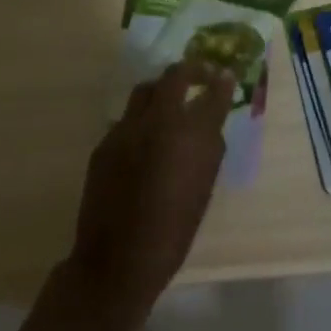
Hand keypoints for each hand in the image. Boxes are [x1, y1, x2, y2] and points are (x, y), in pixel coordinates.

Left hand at [65, 60, 234, 330]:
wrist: (116, 261)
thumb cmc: (172, 232)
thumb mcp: (203, 190)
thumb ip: (208, 151)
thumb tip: (209, 127)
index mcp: (191, 135)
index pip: (213, 93)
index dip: (222, 81)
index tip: (226, 75)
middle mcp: (159, 121)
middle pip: (176, 76)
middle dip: (192, 70)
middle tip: (201, 75)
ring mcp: (127, 128)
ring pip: (146, 90)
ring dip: (162, 89)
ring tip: (170, 100)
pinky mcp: (105, 142)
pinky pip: (127, 118)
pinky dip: (141, 119)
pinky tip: (145, 139)